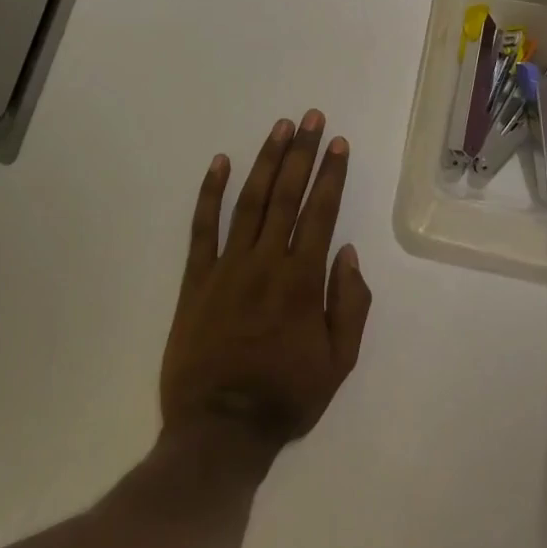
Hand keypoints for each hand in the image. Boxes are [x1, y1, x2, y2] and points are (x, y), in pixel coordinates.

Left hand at [160, 113, 371, 460]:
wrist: (219, 430)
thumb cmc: (286, 396)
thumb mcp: (338, 363)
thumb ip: (349, 304)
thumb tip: (346, 251)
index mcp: (302, 280)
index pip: (321, 212)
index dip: (331, 174)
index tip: (337, 143)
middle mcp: (266, 262)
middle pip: (287, 195)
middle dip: (302, 152)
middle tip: (311, 117)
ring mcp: (227, 266)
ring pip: (250, 201)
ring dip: (266, 160)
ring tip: (279, 127)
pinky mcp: (196, 278)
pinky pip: (203, 227)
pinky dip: (210, 192)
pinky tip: (220, 162)